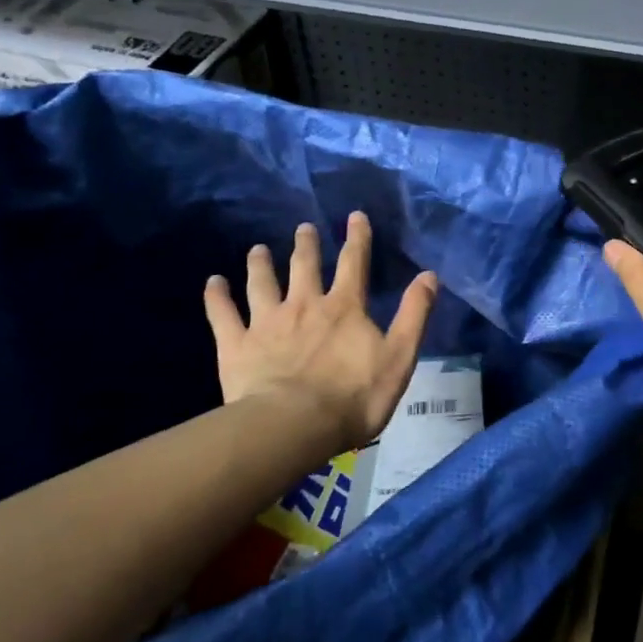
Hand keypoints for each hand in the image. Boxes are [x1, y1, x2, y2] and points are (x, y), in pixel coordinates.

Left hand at [204, 211, 437, 459]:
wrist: (294, 425)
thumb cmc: (354, 396)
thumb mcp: (399, 357)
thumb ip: (414, 314)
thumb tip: (430, 275)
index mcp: (344, 308)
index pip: (354, 263)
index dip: (357, 238)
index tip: (355, 216)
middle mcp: (304, 305)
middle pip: (304, 267)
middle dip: (306, 245)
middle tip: (304, 228)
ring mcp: (267, 323)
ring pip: (262, 284)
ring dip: (260, 264)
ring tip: (257, 249)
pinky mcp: (237, 345)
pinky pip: (223, 314)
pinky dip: (217, 296)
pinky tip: (213, 282)